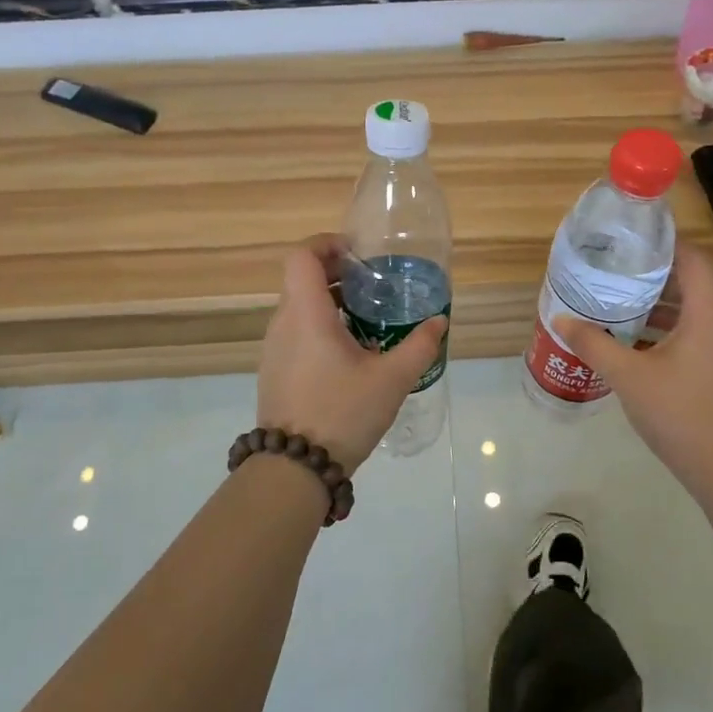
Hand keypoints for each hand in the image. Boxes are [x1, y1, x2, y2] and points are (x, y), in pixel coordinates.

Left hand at [256, 235, 447, 474]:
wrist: (295, 468)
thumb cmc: (343, 413)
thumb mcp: (392, 380)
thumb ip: (419, 346)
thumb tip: (439, 321)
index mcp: (306, 314)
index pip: (301, 256)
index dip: (327, 244)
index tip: (358, 255)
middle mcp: (282, 323)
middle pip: (301, 279)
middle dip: (336, 274)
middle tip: (372, 287)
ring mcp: (273, 348)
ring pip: (297, 306)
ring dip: (328, 302)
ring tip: (365, 321)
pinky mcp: (273, 370)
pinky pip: (294, 332)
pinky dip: (318, 326)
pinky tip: (347, 355)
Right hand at [556, 244, 712, 493]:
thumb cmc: (681, 414)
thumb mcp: (628, 376)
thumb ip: (594, 343)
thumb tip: (561, 319)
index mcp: (709, 314)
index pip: (694, 258)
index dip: (665, 243)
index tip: (631, 240)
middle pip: (693, 282)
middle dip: (655, 275)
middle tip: (616, 271)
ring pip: (696, 311)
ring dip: (662, 305)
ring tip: (621, 303)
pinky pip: (699, 334)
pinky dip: (672, 329)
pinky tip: (640, 344)